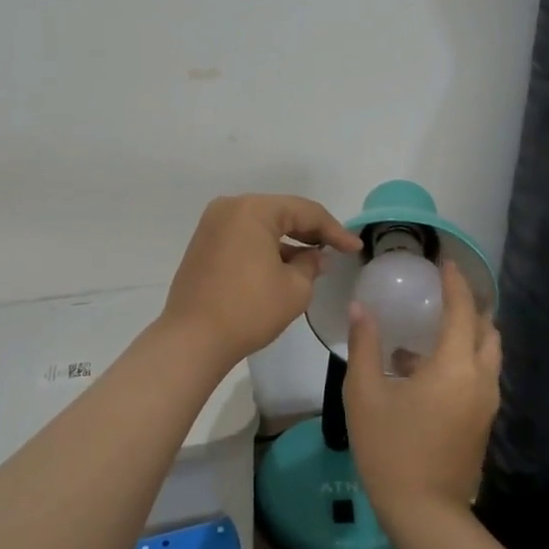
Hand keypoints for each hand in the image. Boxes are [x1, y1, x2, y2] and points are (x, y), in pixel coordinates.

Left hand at [161, 195, 361, 369]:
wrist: (193, 339)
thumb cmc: (249, 309)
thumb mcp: (294, 288)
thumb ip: (311, 265)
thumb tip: (316, 257)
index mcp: (253, 209)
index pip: (305, 212)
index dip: (335, 230)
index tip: (356, 248)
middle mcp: (229, 208)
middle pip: (281, 213)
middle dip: (311, 232)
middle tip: (338, 250)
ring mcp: (212, 226)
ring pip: (262, 225)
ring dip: (288, 241)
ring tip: (314, 261)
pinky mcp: (203, 245)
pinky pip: (244, 237)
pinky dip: (266, 248)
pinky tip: (284, 266)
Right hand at [344, 259, 500, 525]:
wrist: (424, 512)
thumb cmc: (390, 448)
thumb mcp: (365, 394)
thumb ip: (365, 346)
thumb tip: (361, 309)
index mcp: (455, 366)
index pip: (462, 310)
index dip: (455, 283)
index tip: (444, 262)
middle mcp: (480, 379)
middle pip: (487, 330)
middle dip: (469, 306)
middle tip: (443, 293)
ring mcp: (486, 403)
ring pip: (487, 354)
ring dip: (467, 334)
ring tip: (431, 329)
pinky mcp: (482, 422)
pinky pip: (479, 376)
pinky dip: (463, 359)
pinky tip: (423, 369)